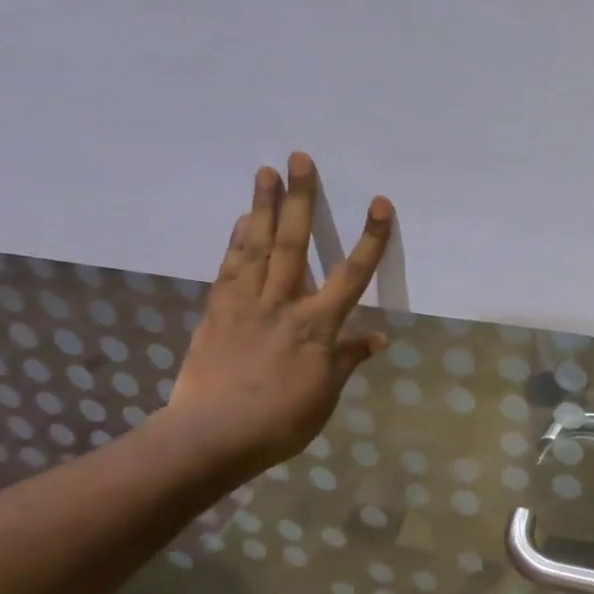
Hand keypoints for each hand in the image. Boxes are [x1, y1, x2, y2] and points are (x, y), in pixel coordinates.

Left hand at [166, 152, 391, 479]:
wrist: (213, 435)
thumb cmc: (281, 421)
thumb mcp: (325, 394)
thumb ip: (347, 360)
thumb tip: (376, 337)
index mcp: (317, 326)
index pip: (351, 274)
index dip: (369, 238)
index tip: (380, 203)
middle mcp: (283, 304)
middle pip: (293, 244)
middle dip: (301, 200)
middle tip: (300, 158)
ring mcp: (245, 305)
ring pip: (256, 248)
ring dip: (261, 207)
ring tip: (265, 171)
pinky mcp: (216, 313)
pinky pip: (228, 269)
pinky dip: (235, 242)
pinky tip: (239, 221)